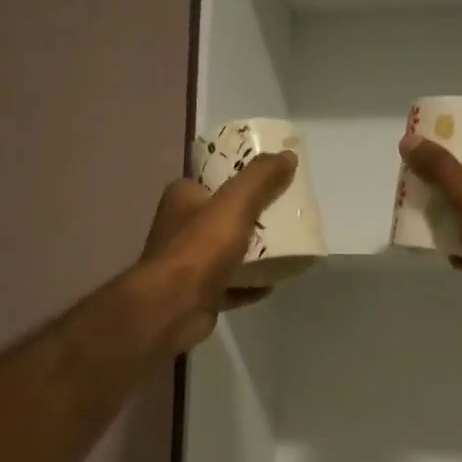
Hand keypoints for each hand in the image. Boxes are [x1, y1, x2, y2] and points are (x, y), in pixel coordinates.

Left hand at [139, 151, 297, 351]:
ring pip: (225, 252)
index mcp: (182, 198)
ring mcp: (186, 263)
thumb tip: (288, 154)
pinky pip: (229, 284)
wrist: (174, 306)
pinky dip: (248, 284)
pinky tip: (271, 284)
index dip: (239, 181)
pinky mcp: (196, 293)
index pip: (212, 181)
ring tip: (283, 250)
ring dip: (251, 253)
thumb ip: (261, 178)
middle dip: (250, 219)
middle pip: (221, 217)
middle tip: (282, 218)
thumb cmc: (201, 248)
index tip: (269, 184)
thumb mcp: (236, 203)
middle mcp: (179, 227)